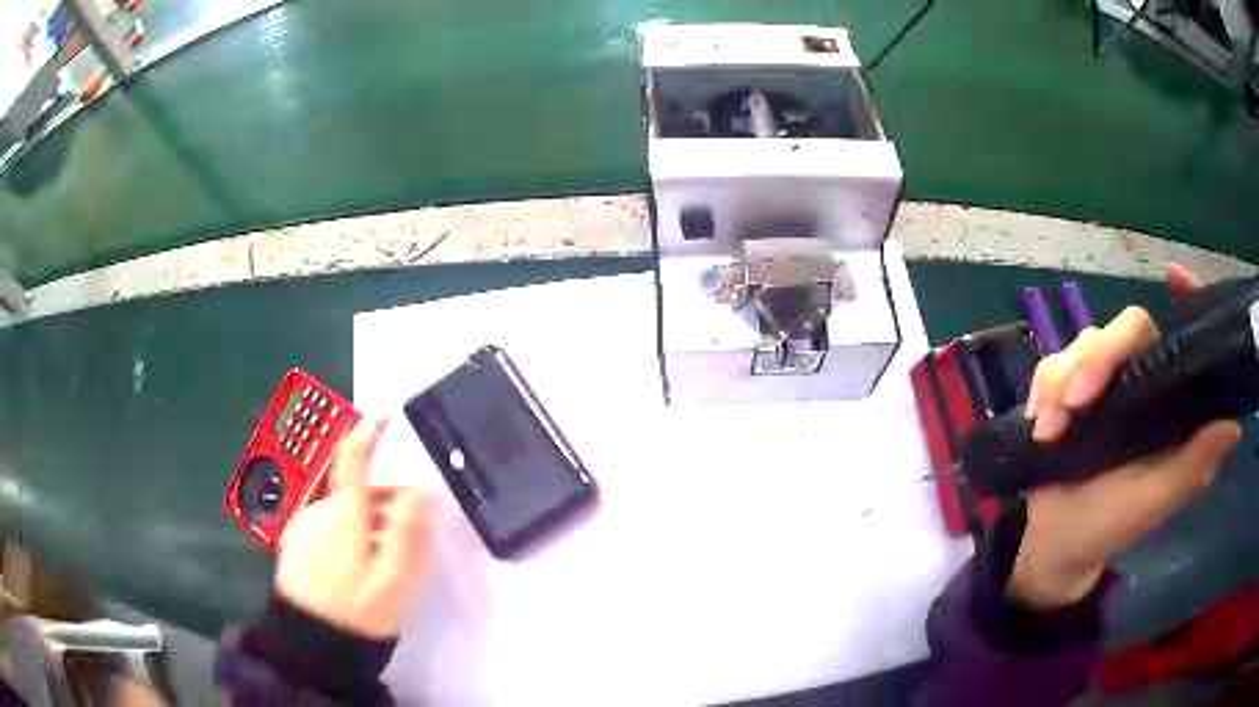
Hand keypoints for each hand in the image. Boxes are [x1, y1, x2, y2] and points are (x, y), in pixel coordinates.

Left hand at [276, 418, 433, 638]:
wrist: (311, 645)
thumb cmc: (357, 612)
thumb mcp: (393, 580)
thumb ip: (408, 533)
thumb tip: (422, 490)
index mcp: (342, 515)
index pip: (351, 461)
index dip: (366, 436)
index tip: (382, 419)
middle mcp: (316, 511)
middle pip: (350, 489)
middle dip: (380, 499)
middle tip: (407, 531)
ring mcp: (300, 527)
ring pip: (338, 508)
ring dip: (364, 519)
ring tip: (385, 557)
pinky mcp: (293, 543)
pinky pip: (324, 524)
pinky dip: (345, 531)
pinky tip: (357, 564)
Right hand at [1010, 265, 1241, 607]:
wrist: (1057, 544)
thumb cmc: (1111, 526)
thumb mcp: (1153, 503)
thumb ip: (1192, 468)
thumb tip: (1234, 425)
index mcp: (1168, 400)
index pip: (1181, 335)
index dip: (1185, 300)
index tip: (1174, 278)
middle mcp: (1140, 379)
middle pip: (1126, 329)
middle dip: (1097, 358)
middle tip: (1077, 402)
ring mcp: (1102, 382)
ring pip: (1084, 342)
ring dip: (1061, 380)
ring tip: (1050, 430)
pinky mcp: (1066, 389)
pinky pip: (1051, 363)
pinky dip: (1043, 390)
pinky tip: (1040, 423)